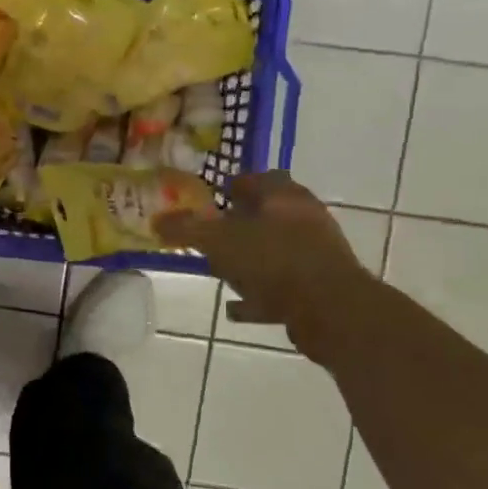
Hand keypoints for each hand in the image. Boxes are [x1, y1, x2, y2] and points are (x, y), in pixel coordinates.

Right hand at [155, 172, 370, 360]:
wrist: (331, 310)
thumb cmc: (273, 260)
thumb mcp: (218, 241)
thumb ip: (186, 229)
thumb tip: (156, 220)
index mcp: (284, 196)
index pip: (258, 178)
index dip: (233, 186)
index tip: (211, 200)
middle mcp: (305, 218)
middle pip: (267, 215)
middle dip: (239, 224)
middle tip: (212, 235)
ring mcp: (316, 253)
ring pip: (275, 250)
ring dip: (249, 260)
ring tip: (221, 271)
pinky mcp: (320, 287)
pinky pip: (281, 286)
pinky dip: (259, 294)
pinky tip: (236, 306)